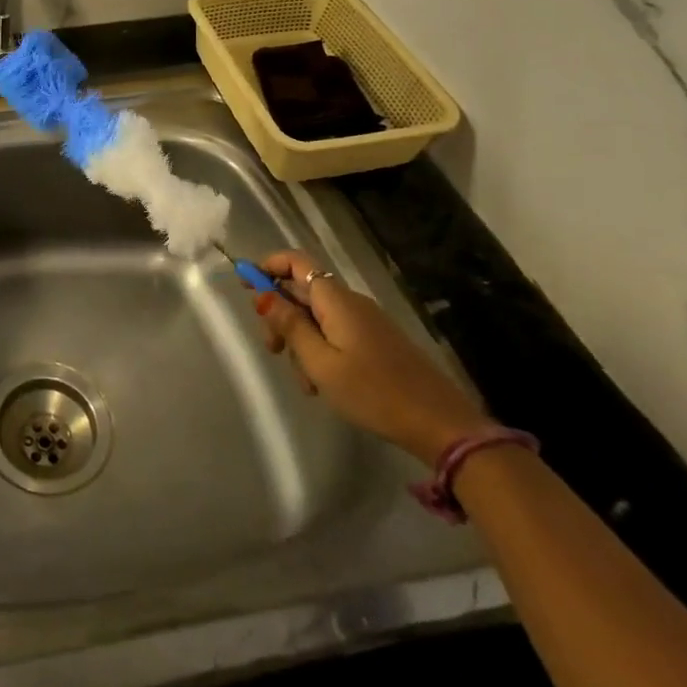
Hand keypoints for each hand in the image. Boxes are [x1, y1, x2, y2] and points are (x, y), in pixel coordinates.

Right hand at [249, 248, 487, 465]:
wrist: (441, 425)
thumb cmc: (373, 392)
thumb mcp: (320, 362)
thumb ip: (290, 325)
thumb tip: (263, 294)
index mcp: (335, 299)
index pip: (296, 261)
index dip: (267, 265)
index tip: (244, 284)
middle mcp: (351, 302)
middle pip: (302, 291)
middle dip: (280, 314)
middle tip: (272, 349)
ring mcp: (366, 322)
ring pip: (317, 317)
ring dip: (300, 340)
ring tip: (305, 381)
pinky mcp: (377, 342)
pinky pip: (336, 333)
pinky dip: (320, 351)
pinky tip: (322, 384)